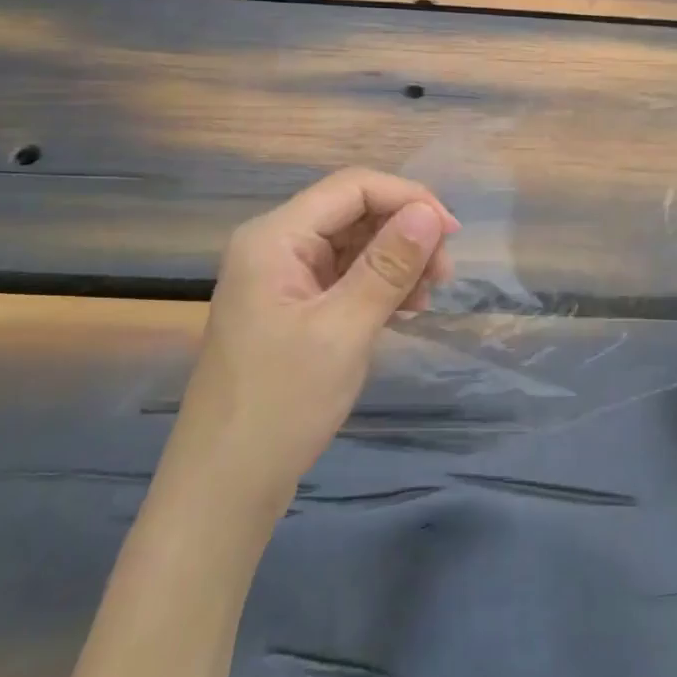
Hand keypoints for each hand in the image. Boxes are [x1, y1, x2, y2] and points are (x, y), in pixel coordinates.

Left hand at [186, 169, 458, 509]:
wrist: (224, 489)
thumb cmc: (281, 404)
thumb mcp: (344, 330)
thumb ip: (389, 266)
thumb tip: (430, 213)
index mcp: (275, 237)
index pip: (353, 187)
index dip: (408, 199)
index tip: (451, 235)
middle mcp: (275, 245)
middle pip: (353, 212)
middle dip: (404, 233)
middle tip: (443, 275)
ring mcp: (282, 278)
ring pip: (353, 244)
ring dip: (396, 260)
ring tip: (427, 298)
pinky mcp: (292, 307)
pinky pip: (344, 276)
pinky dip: (378, 286)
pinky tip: (404, 311)